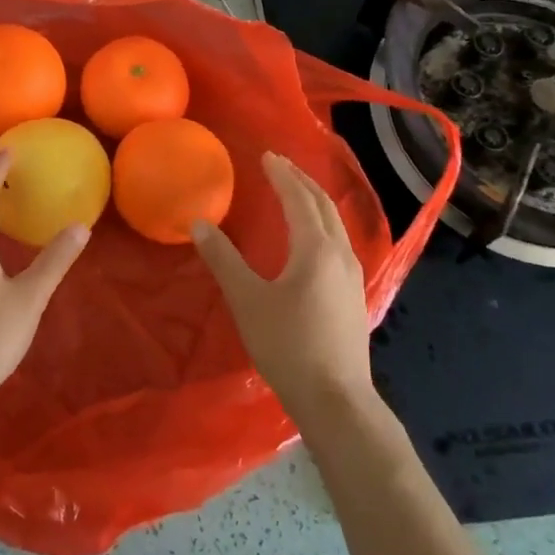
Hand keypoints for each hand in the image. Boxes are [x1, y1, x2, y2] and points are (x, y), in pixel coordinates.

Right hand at [192, 152, 374, 426]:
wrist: (335, 398)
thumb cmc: (288, 345)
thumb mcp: (247, 300)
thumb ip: (223, 259)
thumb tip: (199, 223)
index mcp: (316, 248)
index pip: (299, 199)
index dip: (282, 176)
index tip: (267, 156)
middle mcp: (341, 253)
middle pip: (323, 205)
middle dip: (301, 181)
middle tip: (280, 165)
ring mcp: (353, 275)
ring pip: (335, 224)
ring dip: (314, 201)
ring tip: (295, 192)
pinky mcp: (354, 295)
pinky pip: (339, 242)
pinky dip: (322, 224)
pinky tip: (313, 239)